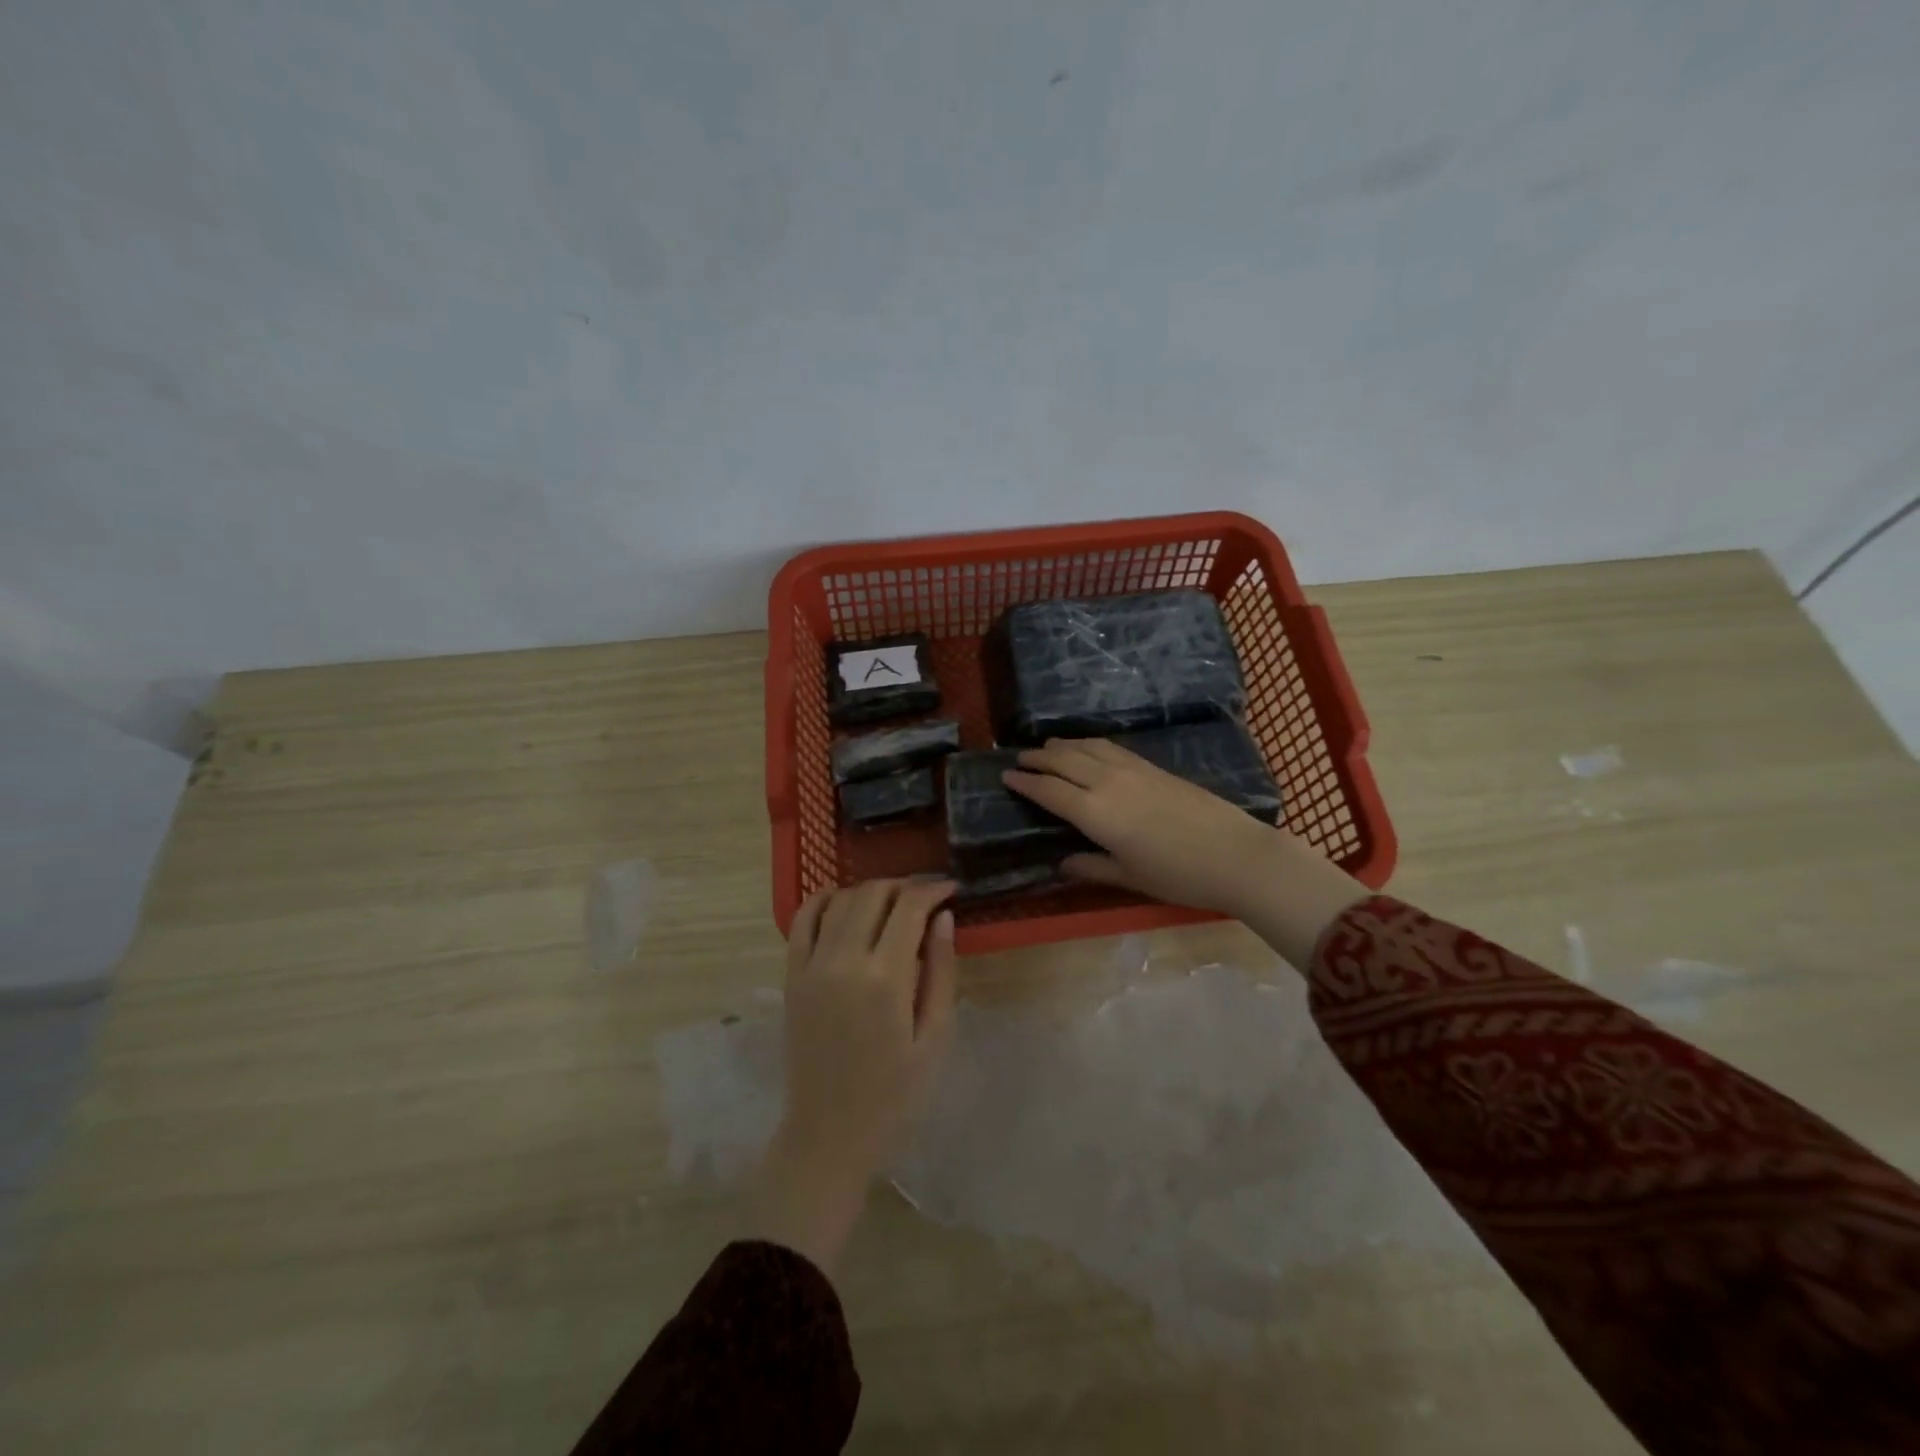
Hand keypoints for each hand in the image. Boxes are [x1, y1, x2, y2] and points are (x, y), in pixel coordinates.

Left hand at [749, 879, 956, 1275]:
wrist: (828, 1137)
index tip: (951, 889)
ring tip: (893, 902)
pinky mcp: (791, 978)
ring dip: (870, 890)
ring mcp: (811, 967)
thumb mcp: (934, 1039)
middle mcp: (843, 961)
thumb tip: (943, 918)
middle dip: (905, 886)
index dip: (933, 890)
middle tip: (927, 896)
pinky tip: (841, 899)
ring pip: (840, 900)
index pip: (909, 907)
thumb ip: (940, 972)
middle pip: (873, 894)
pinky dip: (821, 900)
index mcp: (885, 979)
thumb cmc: (894, 1097)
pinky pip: (801, 921)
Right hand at [1003, 737, 1367, 967]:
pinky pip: (1111, 747)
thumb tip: (1063, 863)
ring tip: (1047, 747)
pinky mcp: (1153, 767)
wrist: (1236, 854)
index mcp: (1095, 812)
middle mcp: (1108, 782)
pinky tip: (1089, 748)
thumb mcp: (1130, 877)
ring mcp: (1133, 770)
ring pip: (1087, 747)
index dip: (1025, 782)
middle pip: (1064, 761)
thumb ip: (1092, 867)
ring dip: (1063, 745)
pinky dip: (1090, 744)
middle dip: (1038, 758)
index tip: (1006, 776)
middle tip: (1020, 759)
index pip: (1049, 790)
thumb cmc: (1178, 875)